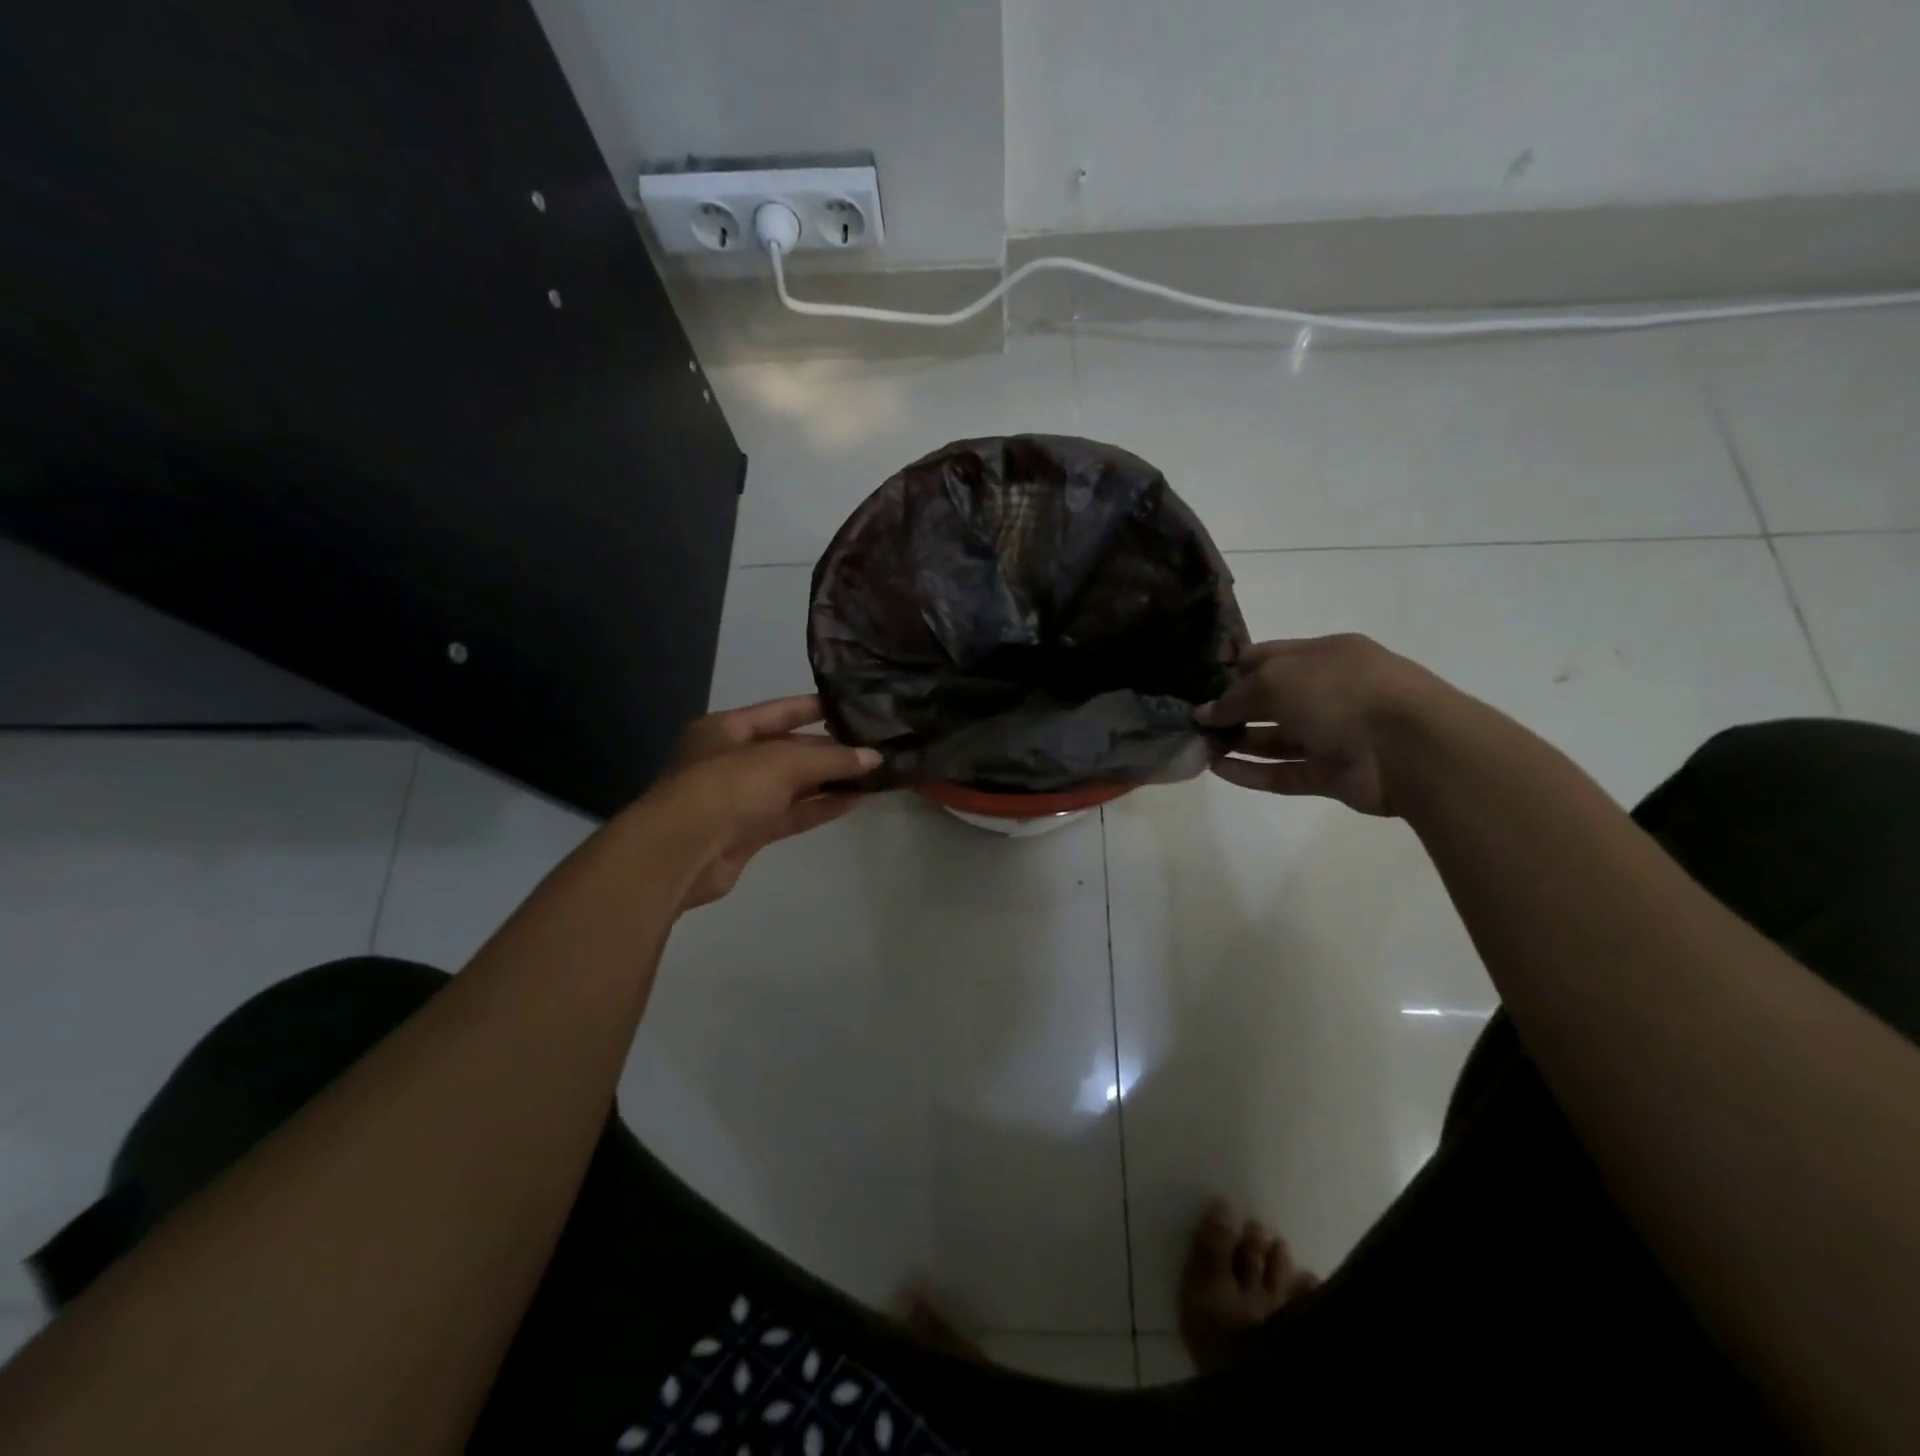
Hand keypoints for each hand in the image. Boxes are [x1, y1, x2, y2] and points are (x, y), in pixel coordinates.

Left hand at [641, 695, 880, 908]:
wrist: (681, 853)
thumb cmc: (726, 788)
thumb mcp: (782, 762)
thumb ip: (830, 758)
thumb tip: (874, 758)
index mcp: (726, 729)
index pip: (778, 711)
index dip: (813, 707)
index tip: (851, 706)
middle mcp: (731, 760)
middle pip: (788, 749)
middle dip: (828, 749)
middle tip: (872, 746)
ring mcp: (740, 798)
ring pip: (793, 784)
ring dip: (829, 780)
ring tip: (873, 774)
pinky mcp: (749, 832)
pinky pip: (792, 814)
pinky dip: (821, 807)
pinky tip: (855, 800)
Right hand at [1195, 635, 1446, 815]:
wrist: (1408, 746)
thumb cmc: (1340, 692)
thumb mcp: (1276, 680)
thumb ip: (1235, 697)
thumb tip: (1205, 713)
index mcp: (1324, 656)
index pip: (1270, 657)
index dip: (1234, 669)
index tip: (1199, 684)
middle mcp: (1329, 692)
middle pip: (1271, 700)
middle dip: (1233, 709)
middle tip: (1193, 721)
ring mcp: (1333, 735)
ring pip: (1277, 739)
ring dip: (1239, 743)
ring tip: (1199, 747)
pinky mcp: (1332, 775)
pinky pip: (1284, 773)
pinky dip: (1253, 773)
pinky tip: (1217, 770)